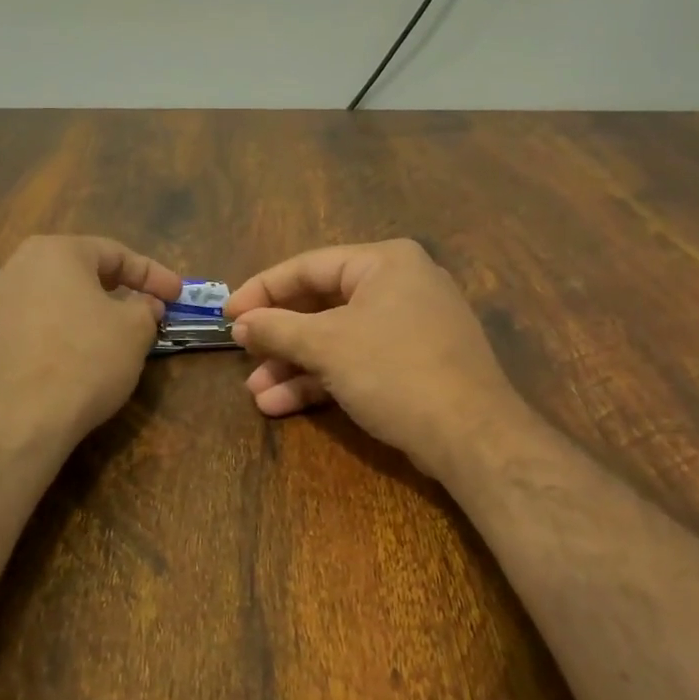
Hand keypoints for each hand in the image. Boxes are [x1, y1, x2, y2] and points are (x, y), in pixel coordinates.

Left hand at [0, 235, 181, 443]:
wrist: (22, 417)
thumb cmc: (86, 359)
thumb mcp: (134, 330)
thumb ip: (146, 307)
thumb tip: (145, 304)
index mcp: (56, 251)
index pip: (115, 253)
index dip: (153, 274)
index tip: (178, 295)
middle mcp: (21, 265)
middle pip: (84, 270)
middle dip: (121, 288)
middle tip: (150, 305)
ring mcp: (1, 300)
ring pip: (62, 296)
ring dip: (94, 309)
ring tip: (121, 330)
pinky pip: (42, 320)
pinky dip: (70, 328)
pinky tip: (87, 351)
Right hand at [224, 239, 527, 479]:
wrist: (472, 437)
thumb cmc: (395, 371)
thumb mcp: (327, 345)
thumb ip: (277, 328)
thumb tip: (240, 324)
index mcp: (384, 262)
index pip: (308, 266)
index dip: (261, 290)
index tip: (227, 314)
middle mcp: (399, 285)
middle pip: (321, 305)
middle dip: (278, 338)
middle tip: (242, 355)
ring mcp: (409, 327)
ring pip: (336, 339)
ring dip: (294, 366)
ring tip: (256, 393)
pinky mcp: (412, 364)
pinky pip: (356, 362)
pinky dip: (322, 380)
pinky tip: (283, 405)